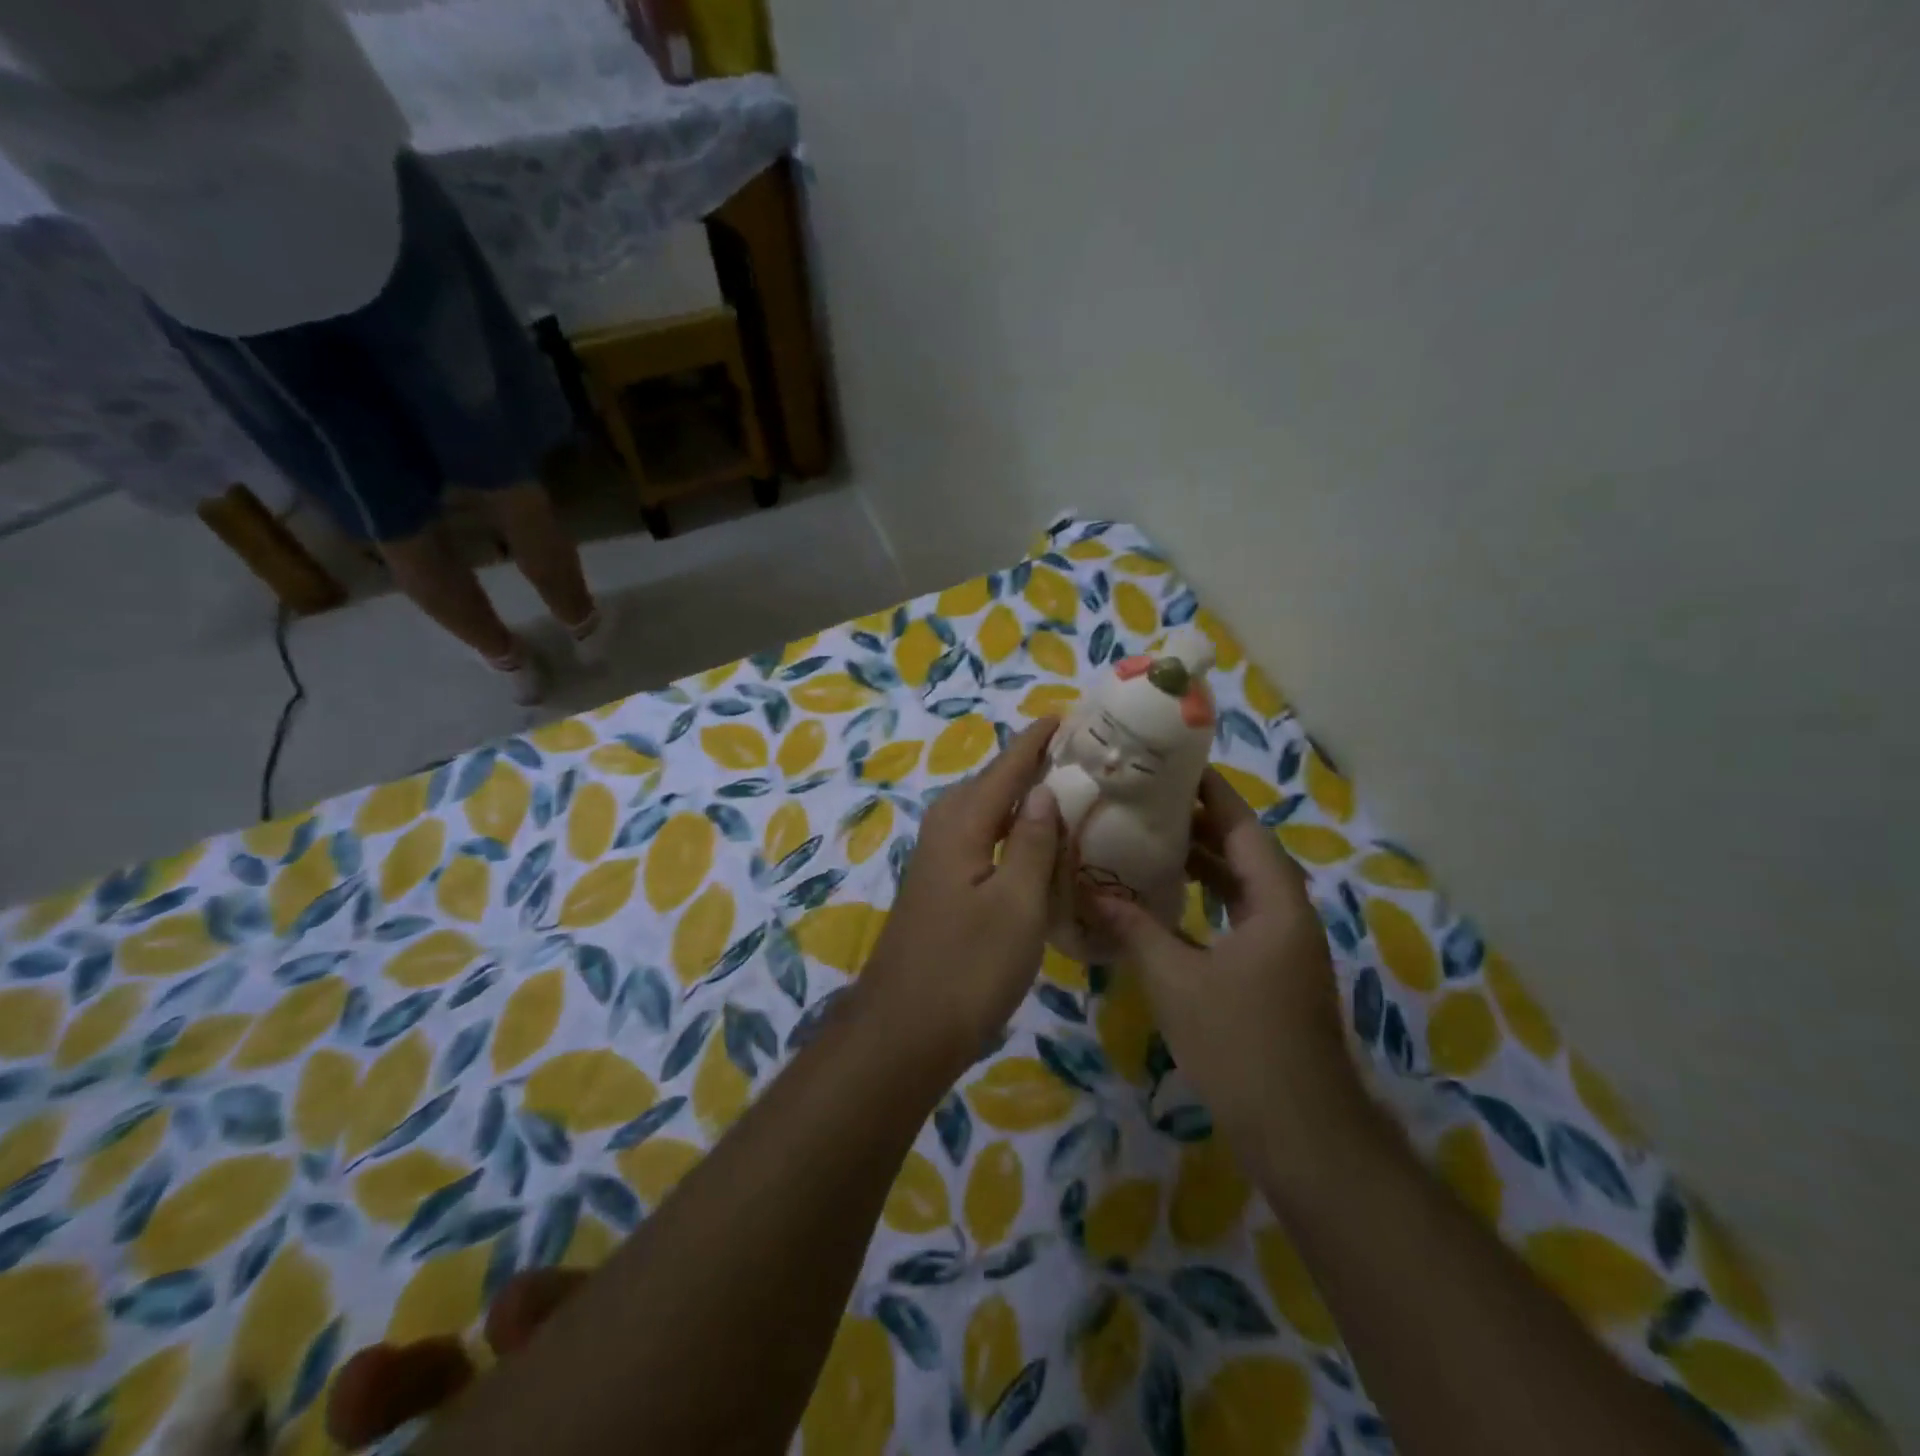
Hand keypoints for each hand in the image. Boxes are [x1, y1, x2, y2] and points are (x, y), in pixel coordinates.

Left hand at [856, 719, 1063, 1069]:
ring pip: (985, 813)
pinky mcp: (940, 887)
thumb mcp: (1016, 904)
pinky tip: (1033, 846)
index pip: (1007, 767)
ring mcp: (938, 860)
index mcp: (962, 824)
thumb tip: (1043, 791)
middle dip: (1030, 765)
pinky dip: (1010, 832)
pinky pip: (981, 840)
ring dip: (1021, 799)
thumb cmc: (968, 967)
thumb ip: (1031, 843)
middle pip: (992, 784)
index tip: (1067, 714)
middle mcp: (944, 830)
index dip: (1037, 741)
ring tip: (1064, 792)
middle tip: (1079, 756)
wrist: (905, 1030)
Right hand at [1090, 767, 1363, 1147]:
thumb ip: (1135, 929)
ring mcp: (1283, 945)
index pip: (1243, 826)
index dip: (1211, 792)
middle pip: (1244, 850)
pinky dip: (1205, 897)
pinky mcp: (1273, 971)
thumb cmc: (1240, 1044)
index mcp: (1276, 902)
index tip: (1173, 764)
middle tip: (1146, 799)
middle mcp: (1286, 914)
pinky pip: (1237, 914)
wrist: (1300, 1132)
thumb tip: (1090, 891)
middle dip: (1199, 823)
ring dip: (1201, 861)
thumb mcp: (1176, 980)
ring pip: (1241, 884)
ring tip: (1149, 838)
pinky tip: (1168, 899)